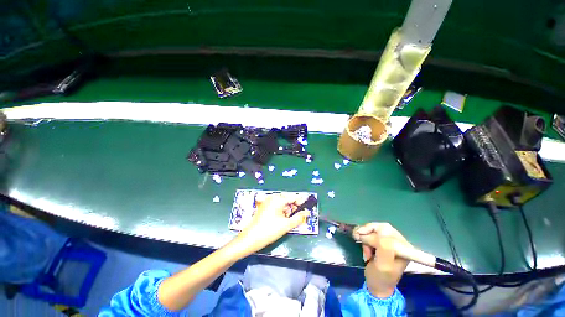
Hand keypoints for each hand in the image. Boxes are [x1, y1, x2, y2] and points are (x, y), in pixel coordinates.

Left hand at [235, 192, 309, 255]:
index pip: (293, 197)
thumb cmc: (269, 231)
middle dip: (294, 207)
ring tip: (289, 219)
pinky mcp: (264, 207)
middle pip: (287, 199)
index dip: (301, 202)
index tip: (307, 208)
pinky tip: (281, 219)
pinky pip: (276, 206)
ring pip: (282, 203)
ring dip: (287, 210)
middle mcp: (272, 197)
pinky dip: (281, 211)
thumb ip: (298, 218)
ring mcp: (267, 202)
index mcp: (278, 199)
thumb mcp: (286, 225)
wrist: (250, 239)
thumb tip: (307, 213)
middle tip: (298, 216)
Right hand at [353, 223, 409, 297]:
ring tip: (365, 251)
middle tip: (358, 239)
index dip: (372, 229)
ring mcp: (390, 242)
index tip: (360, 235)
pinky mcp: (382, 243)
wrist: (376, 287)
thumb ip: (384, 249)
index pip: (387, 229)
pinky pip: (371, 234)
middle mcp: (398, 242)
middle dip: (367, 234)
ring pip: (373, 230)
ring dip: (366, 238)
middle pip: (379, 227)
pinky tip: (365, 250)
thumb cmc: (381, 278)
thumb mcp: (383, 266)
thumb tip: (379, 234)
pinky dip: (365, 240)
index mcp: (403, 247)